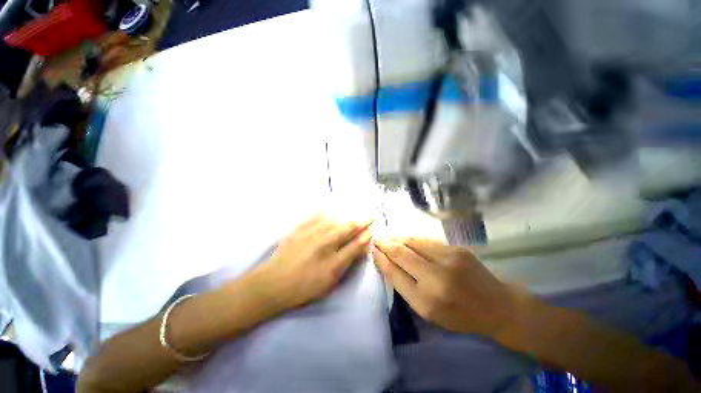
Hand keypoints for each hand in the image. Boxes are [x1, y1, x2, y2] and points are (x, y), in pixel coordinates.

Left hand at [252, 213, 372, 310]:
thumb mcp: (330, 280)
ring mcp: (312, 233)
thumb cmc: (304, 287)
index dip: (366, 234)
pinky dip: (325, 212)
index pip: (356, 242)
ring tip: (353, 214)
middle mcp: (325, 242)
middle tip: (369, 216)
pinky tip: (330, 209)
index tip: (374, 228)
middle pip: (347, 228)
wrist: (272, 284)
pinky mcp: (300, 229)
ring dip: (346, 217)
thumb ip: (347, 262)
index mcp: (333, 257)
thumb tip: (360, 248)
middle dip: (360, 222)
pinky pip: (315, 216)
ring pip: (334, 220)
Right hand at [373, 238, 522, 337]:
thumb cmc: (459, 315)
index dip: (381, 260)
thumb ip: (406, 287)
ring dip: (397, 238)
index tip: (373, 251)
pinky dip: (412, 238)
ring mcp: (448, 260)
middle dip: (386, 245)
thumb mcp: (429, 311)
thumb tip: (388, 263)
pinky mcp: (456, 249)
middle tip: (377, 239)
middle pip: (401, 254)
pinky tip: (405, 236)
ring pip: (413, 243)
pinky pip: (426, 240)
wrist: (497, 306)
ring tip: (388, 235)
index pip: (395, 273)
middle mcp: (435, 279)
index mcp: (426, 301)